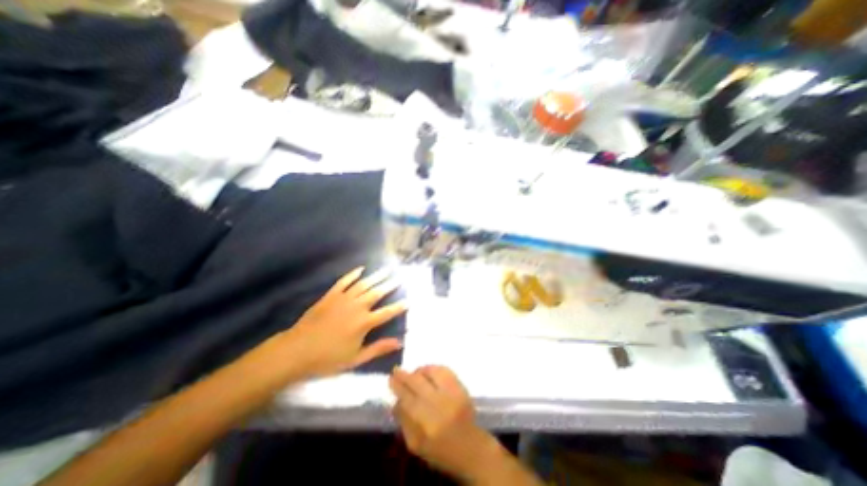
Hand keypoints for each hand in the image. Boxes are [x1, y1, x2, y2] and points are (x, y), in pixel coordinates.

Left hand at [272, 268, 408, 376]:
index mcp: (364, 323)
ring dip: (376, 276)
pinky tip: (361, 269)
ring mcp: (343, 299)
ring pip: (363, 284)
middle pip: (377, 293)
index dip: (400, 306)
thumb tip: (399, 342)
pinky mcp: (330, 296)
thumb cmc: (327, 359)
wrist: (296, 351)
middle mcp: (356, 307)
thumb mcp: (355, 358)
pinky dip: (353, 274)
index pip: (387, 312)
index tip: (409, 300)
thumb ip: (378, 348)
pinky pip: (344, 281)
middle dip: (390, 284)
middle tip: (400, 277)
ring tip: (387, 269)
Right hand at [389, 366, 497, 479]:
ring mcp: (451, 393)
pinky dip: (434, 368)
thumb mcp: (416, 445)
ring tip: (414, 373)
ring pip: (431, 373)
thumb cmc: (439, 450)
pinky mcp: (461, 387)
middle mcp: (438, 405)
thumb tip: (395, 400)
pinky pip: (444, 370)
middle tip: (397, 370)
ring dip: (419, 370)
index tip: (390, 378)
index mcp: (425, 424)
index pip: (407, 398)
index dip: (397, 386)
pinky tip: (428, 372)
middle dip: (404, 375)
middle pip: (417, 383)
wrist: (470, 448)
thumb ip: (404, 421)